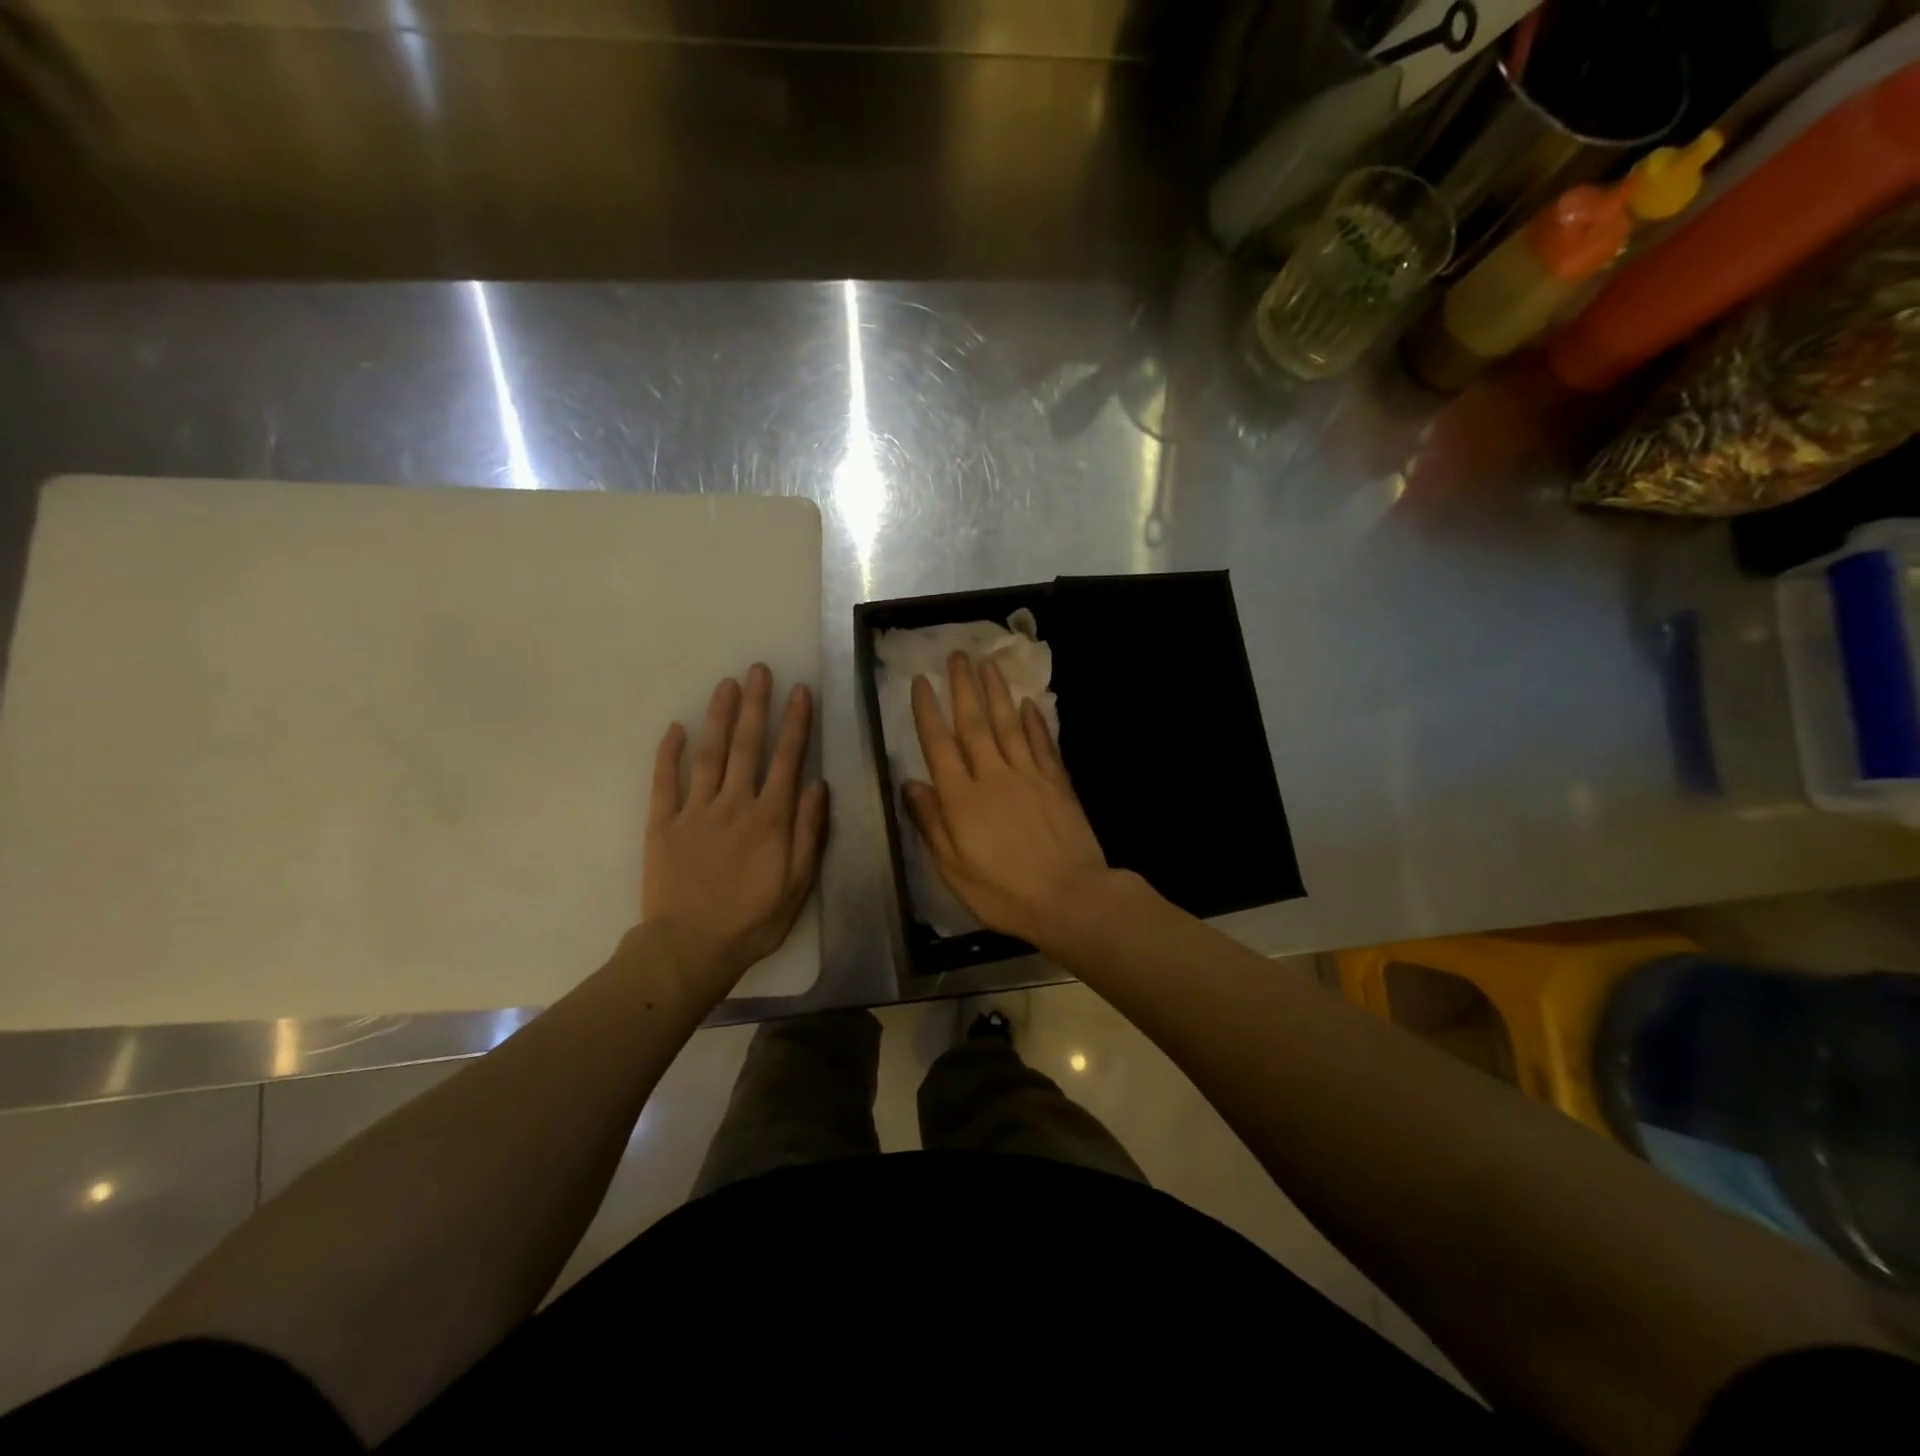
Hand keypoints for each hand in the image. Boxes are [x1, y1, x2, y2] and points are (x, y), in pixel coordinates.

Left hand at [642, 665, 827, 994]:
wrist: (691, 948)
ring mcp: (695, 811)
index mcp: (770, 818)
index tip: (800, 690)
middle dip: (756, 705)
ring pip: (709, 753)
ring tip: (726, 684)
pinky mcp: (663, 824)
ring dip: (719, 716)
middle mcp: (734, 804)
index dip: (796, 722)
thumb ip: (810, 831)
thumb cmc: (753, 919)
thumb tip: (817, 785)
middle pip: (747, 745)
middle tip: (758, 670)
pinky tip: (675, 727)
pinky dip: (669, 753)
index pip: (787, 759)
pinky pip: (665, 782)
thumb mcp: (798, 882)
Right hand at [903, 652, 1122, 948]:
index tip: (920, 682)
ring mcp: (1028, 775)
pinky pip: (1042, 743)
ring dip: (997, 692)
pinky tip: (1028, 703)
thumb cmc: (1004, 892)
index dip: (927, 711)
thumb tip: (911, 784)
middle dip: (962, 687)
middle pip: (974, 723)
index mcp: (962, 799)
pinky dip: (1034, 721)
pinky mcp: (1057, 782)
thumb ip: (931, 824)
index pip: (939, 745)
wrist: (1069, 898)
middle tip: (957, 654)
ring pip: (1008, 724)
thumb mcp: (953, 869)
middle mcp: (993, 776)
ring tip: (987, 663)